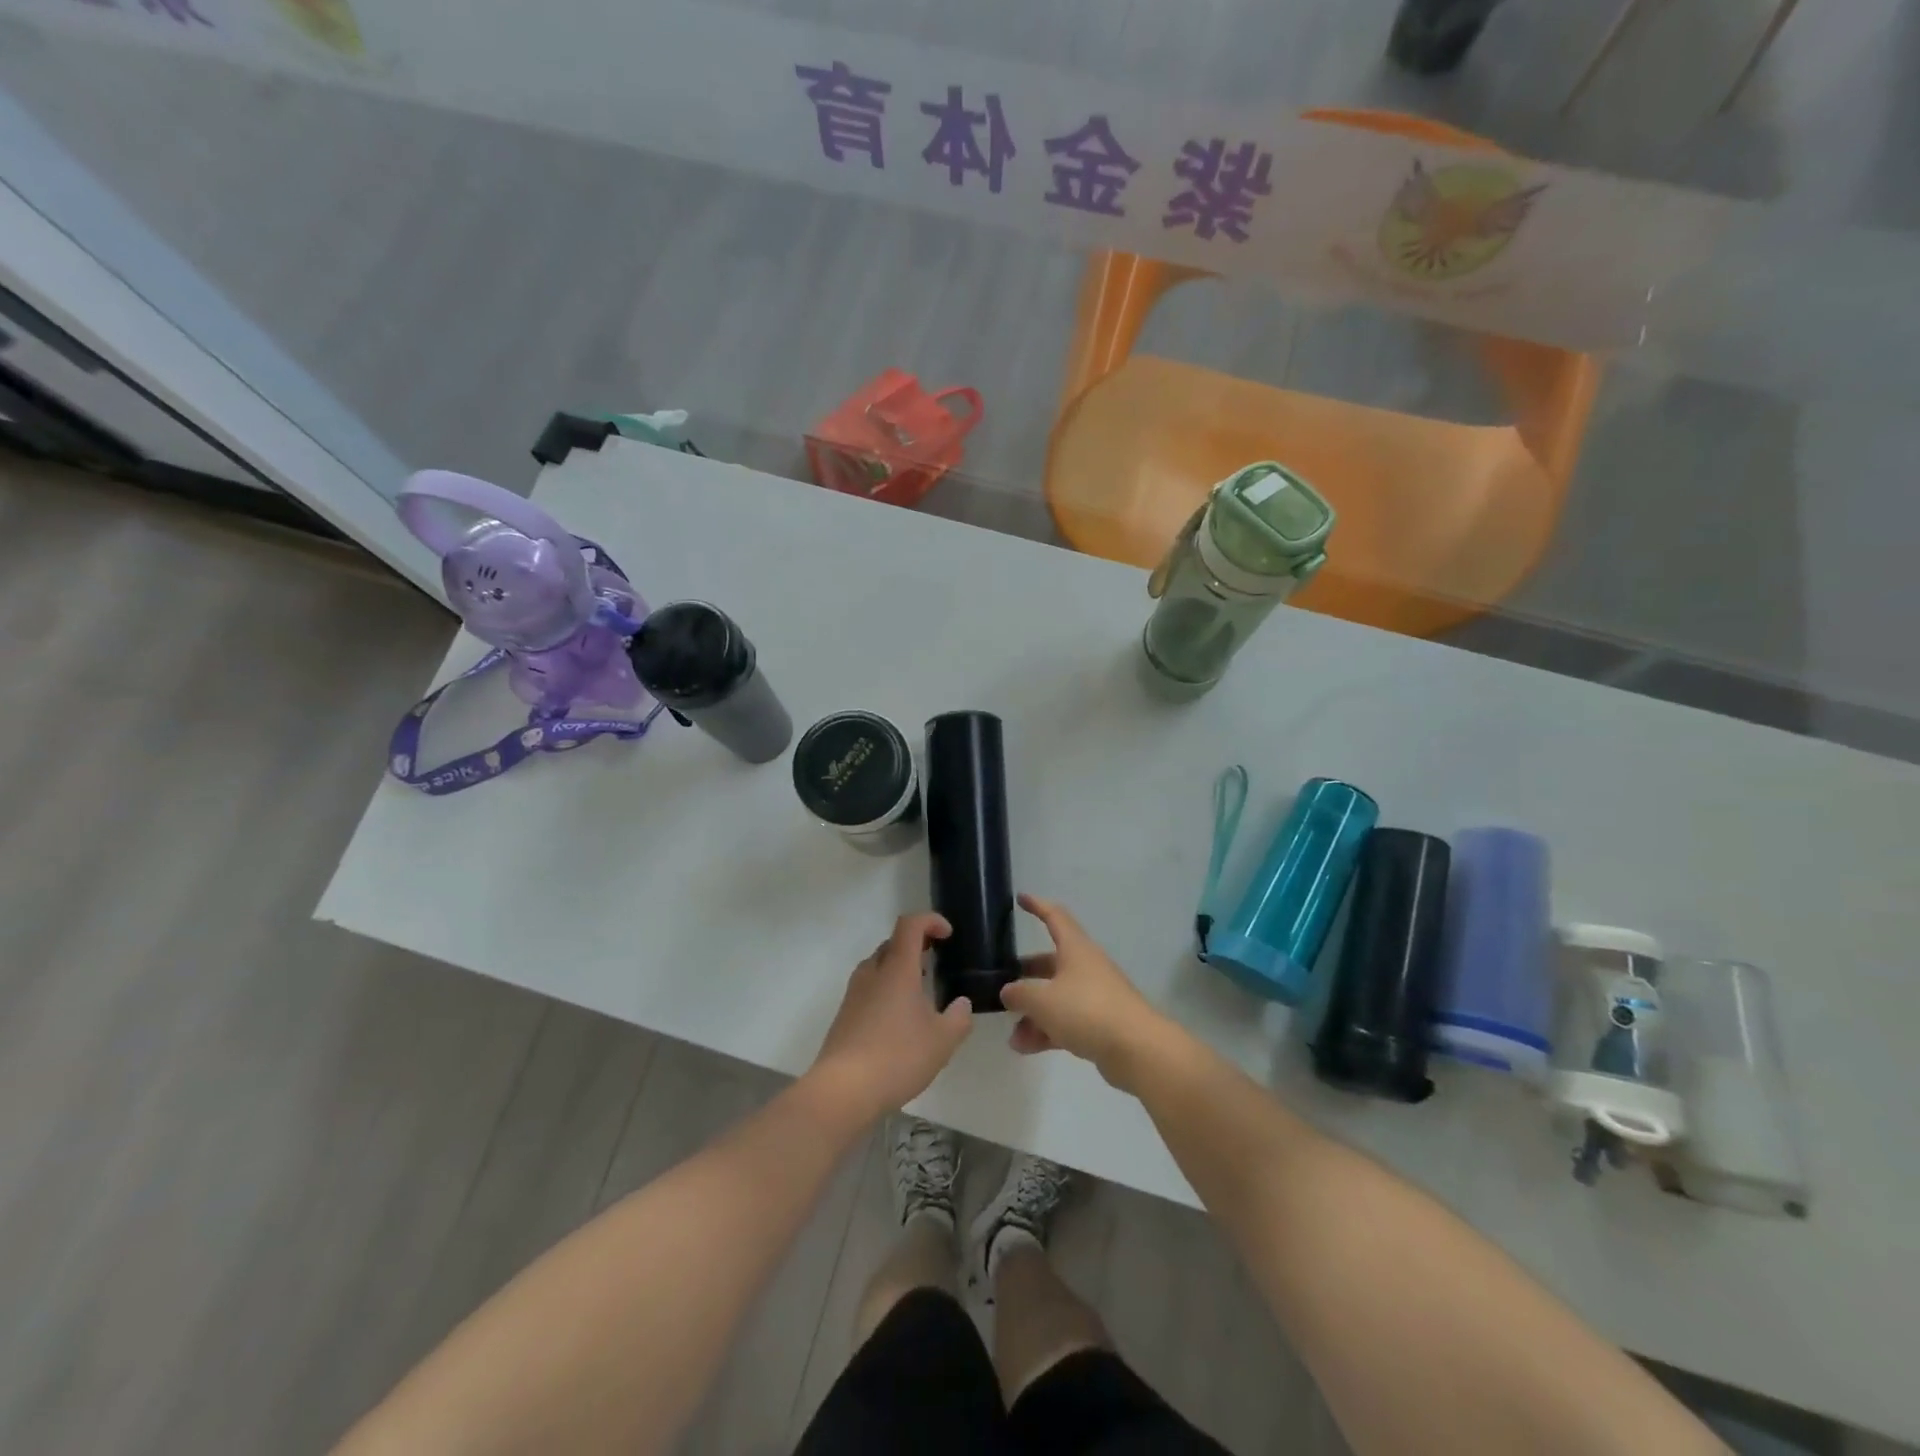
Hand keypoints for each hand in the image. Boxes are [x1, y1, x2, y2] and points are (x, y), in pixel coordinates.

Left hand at [808, 913, 973, 1121]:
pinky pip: (869, 988)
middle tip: (936, 960)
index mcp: (897, 968)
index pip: (910, 925)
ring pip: (879, 966)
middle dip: (916, 945)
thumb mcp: (942, 1040)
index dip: (930, 921)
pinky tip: (900, 1019)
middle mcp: (872, 973)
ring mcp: (854, 993)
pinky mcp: (845, 1015)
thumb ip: (958, 1018)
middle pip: (893, 943)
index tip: (948, 934)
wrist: (843, 1090)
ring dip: (900, 968)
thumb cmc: (897, 1056)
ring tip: (921, 991)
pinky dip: (887, 990)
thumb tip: (962, 1004)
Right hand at [1000, 895, 1173, 1092]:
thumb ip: (1019, 993)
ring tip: (1012, 1035)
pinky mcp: (1100, 1024)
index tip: (1020, 898)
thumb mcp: (1043, 1000)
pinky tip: (1025, 1047)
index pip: (1055, 917)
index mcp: (1075, 949)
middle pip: (1051, 962)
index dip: (1037, 906)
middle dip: (1027, 973)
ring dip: (1033, 1013)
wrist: (1137, 1049)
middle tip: (1004, 982)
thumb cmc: (1087, 1011)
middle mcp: (1086, 967)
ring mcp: (1095, 996)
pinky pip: (1066, 1021)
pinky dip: (1047, 1031)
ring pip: (1057, 997)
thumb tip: (1008, 991)